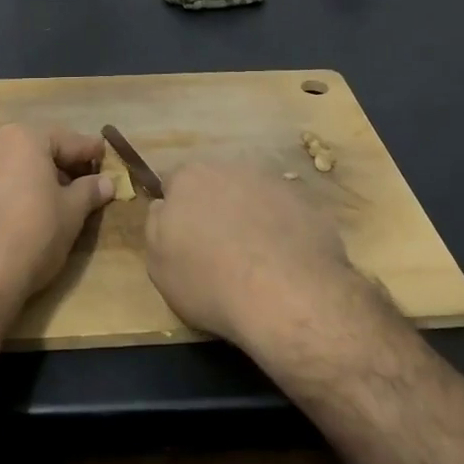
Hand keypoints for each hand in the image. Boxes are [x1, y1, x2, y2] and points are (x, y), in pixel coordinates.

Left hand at [0, 123, 115, 308]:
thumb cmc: (32, 236)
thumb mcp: (71, 213)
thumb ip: (90, 190)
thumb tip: (106, 182)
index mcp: (25, 136)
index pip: (68, 140)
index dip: (90, 151)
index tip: (104, 158)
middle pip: (35, 145)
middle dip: (59, 161)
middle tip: (80, 181)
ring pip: (10, 158)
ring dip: (32, 171)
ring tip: (50, 196)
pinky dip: (8, 183)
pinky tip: (19, 206)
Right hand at [143, 162, 364, 352]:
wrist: (287, 294)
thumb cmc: (210, 281)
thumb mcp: (158, 264)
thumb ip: (156, 226)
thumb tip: (164, 207)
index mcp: (189, 178)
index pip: (173, 183)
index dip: (176, 210)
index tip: (182, 237)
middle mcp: (230, 168)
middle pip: (215, 185)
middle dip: (214, 208)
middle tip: (217, 248)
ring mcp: (273, 183)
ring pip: (252, 195)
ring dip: (249, 216)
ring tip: (255, 258)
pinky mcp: (307, 203)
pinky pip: (284, 213)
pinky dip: (281, 230)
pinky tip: (283, 262)